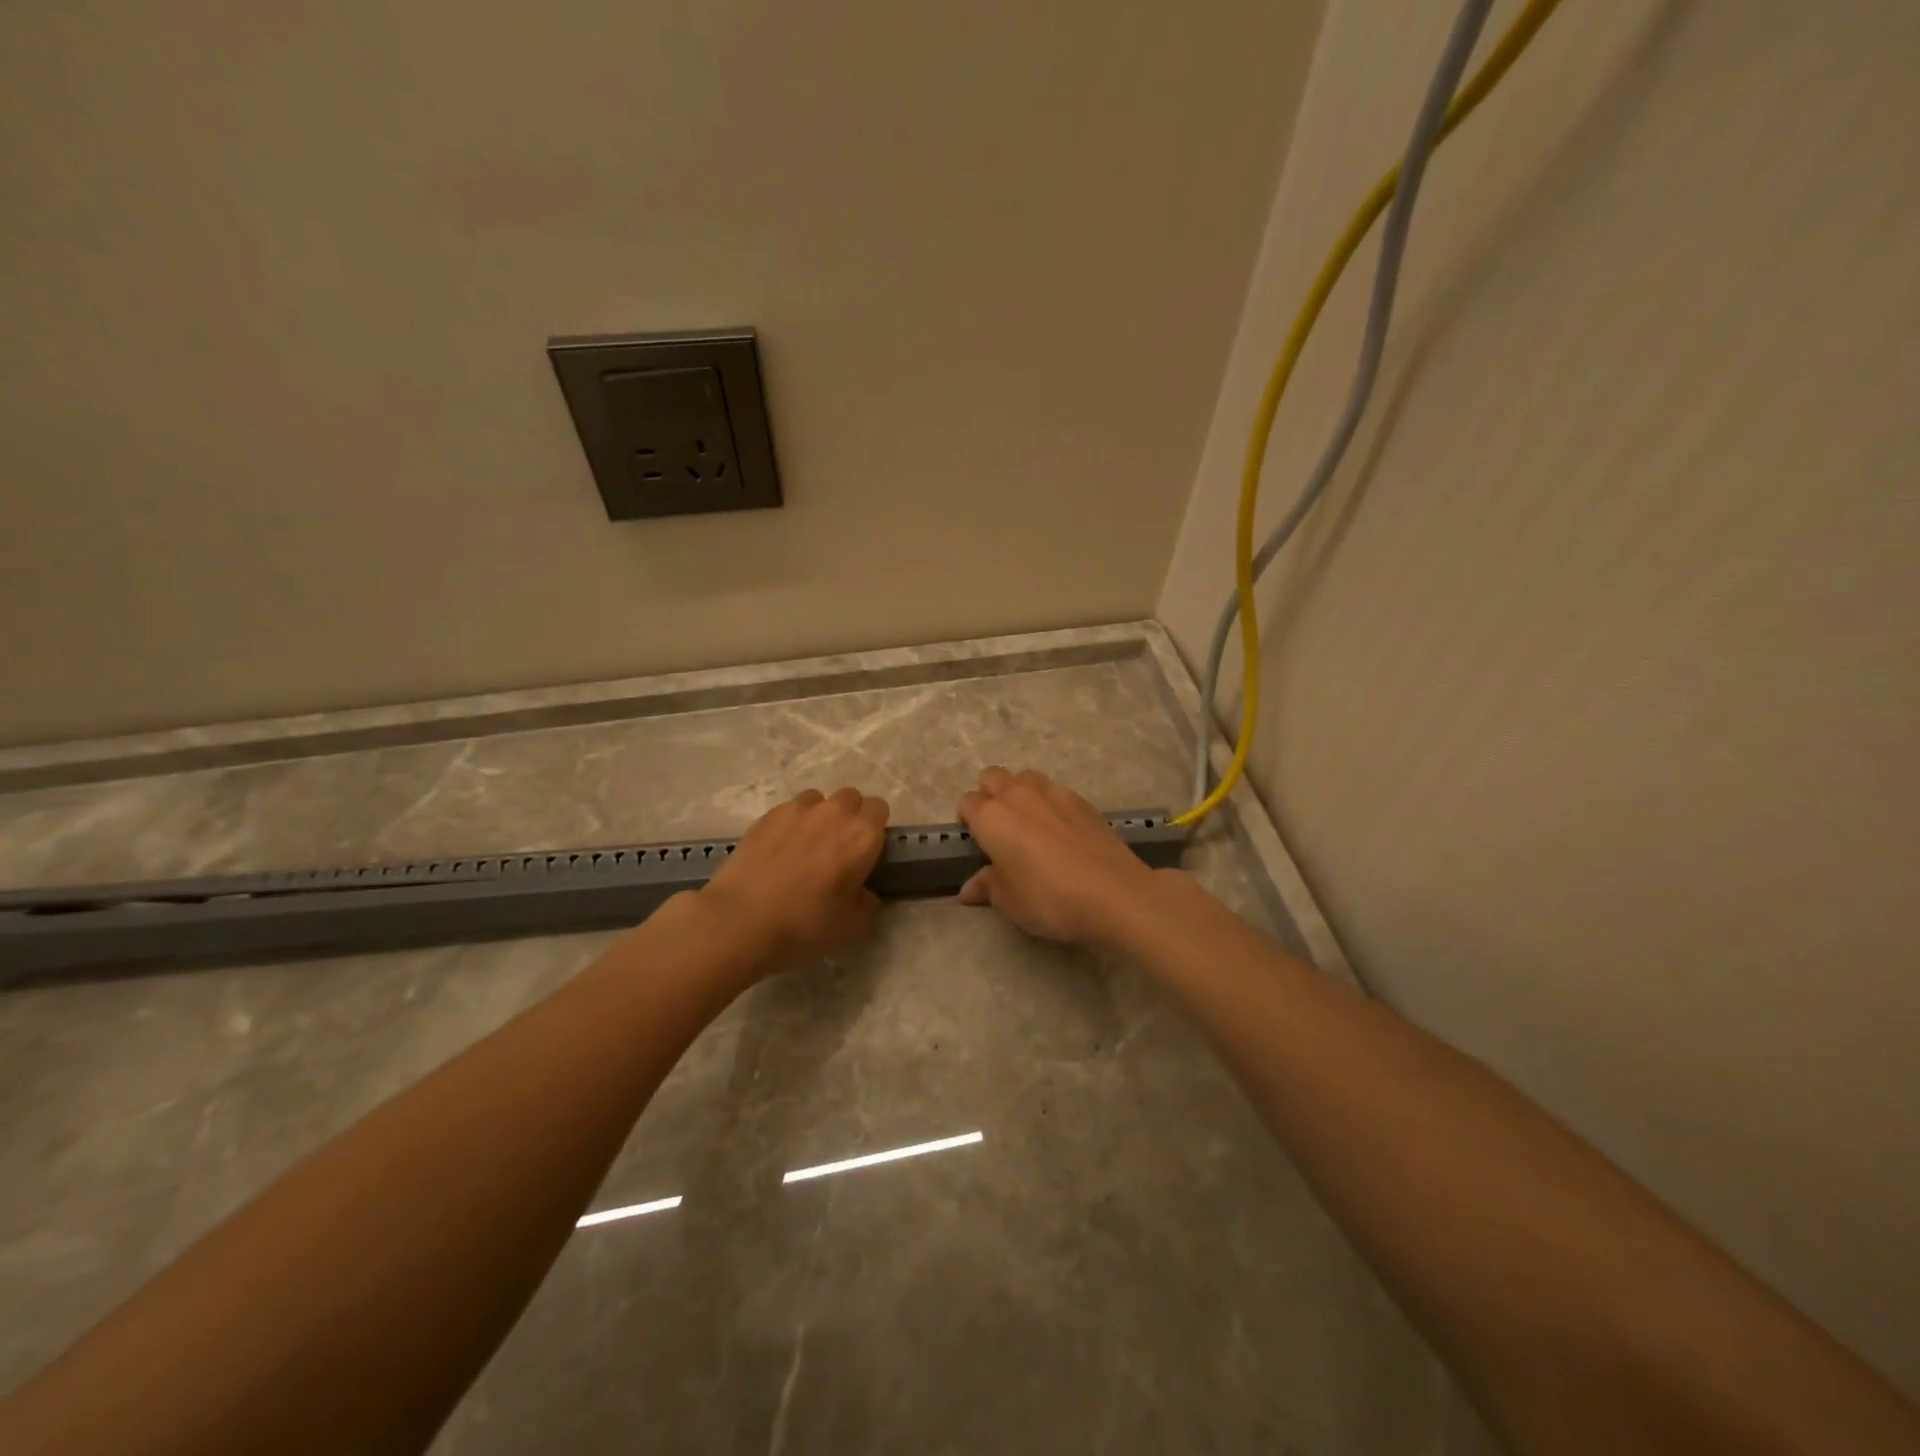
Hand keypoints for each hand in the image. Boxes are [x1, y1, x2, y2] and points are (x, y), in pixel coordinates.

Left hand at [699, 787, 889, 975]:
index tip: (866, 851)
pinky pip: (788, 810)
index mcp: (862, 834)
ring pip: (818, 800)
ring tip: (806, 846)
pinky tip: (779, 850)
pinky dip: (790, 824)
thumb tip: (863, 892)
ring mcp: (797, 810)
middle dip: (849, 817)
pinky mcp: (766, 816)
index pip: (880, 809)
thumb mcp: (854, 926)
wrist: (741, 920)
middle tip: (838, 849)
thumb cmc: (806, 923)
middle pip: (850, 798)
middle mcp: (833, 812)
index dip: (875, 828)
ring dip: (819, 816)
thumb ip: (868, 901)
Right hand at [956, 768, 1165, 945]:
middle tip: (999, 828)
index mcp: (992, 818)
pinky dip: (1049, 803)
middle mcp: (1018, 795)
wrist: (1114, 893)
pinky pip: (1055, 791)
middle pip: (992, 777)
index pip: (967, 803)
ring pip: (1024, 778)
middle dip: (989, 795)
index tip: (977, 843)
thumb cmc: (1050, 899)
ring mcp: (1053, 792)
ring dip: (1019, 793)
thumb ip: (987, 887)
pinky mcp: (1081, 800)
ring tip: (1030, 824)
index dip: (967, 821)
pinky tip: (1061, 831)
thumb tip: (969, 889)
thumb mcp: (1010, 902)